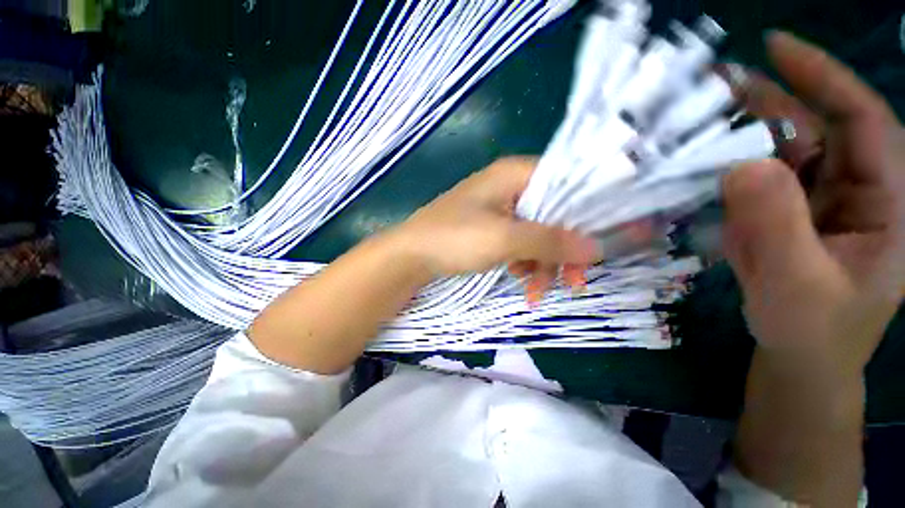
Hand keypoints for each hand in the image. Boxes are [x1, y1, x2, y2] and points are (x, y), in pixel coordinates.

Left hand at [391, 156, 600, 302]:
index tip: (597, 244)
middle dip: (562, 251)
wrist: (411, 256)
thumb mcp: (505, 239)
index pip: (567, 183)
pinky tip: (520, 279)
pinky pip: (519, 242)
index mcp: (514, 174)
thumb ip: (551, 241)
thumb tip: (596, 248)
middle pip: (553, 214)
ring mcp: (499, 208)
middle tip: (573, 283)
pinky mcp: (491, 227)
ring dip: (542, 264)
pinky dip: (524, 262)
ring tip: (535, 293)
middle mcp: (509, 186)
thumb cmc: (454, 239)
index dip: (585, 213)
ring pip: (536, 233)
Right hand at [722, 32, 904, 377]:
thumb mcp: (797, 283)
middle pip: (817, 127)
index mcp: (887, 201)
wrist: (799, 354)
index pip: (863, 120)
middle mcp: (857, 188)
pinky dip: (732, 163)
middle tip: (717, 83)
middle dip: (771, 101)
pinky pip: (762, 177)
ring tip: (702, 116)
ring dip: (745, 131)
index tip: (774, 47)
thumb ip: (776, 225)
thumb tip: (740, 166)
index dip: (822, 76)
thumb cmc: (811, 329)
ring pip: (785, 150)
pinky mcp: (790, 212)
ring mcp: (821, 200)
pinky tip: (703, 159)